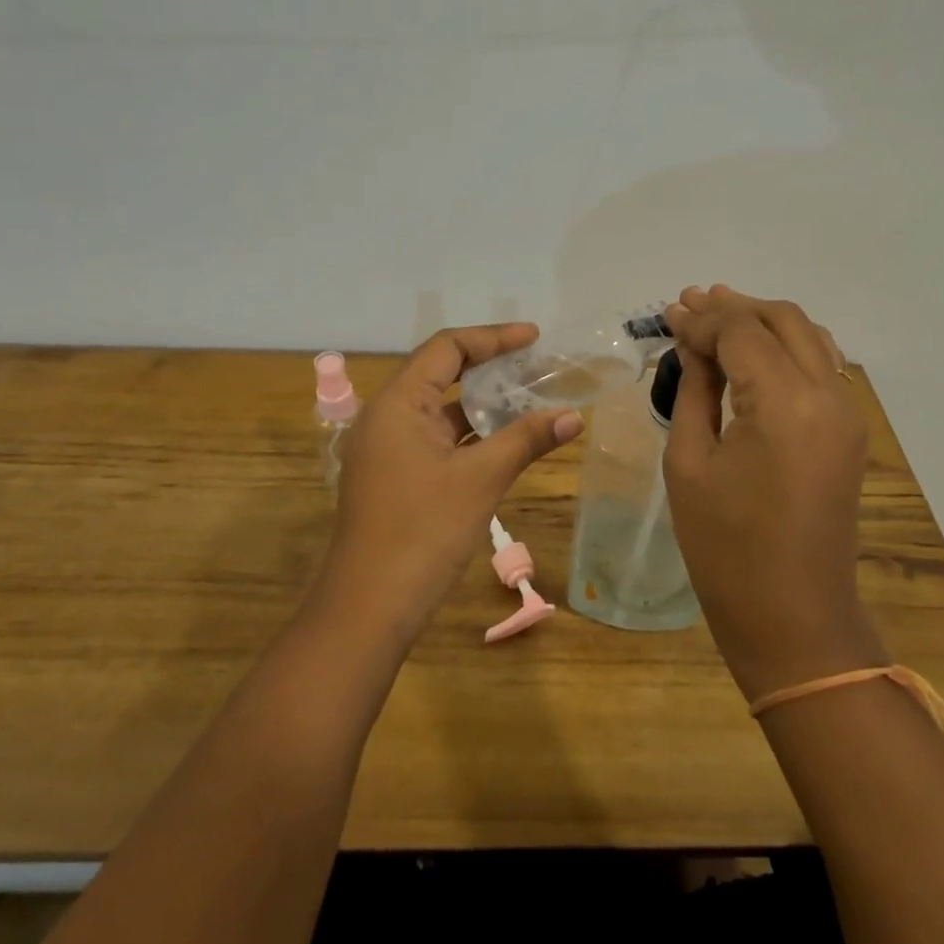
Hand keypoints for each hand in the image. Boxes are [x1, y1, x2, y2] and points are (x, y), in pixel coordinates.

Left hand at [319, 324, 583, 642]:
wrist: (369, 606)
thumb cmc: (423, 532)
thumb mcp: (481, 479)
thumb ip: (526, 440)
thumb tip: (574, 416)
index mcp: (398, 403)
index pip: (446, 348)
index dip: (493, 337)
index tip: (534, 337)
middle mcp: (385, 416)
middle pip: (439, 373)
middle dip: (488, 367)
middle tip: (534, 365)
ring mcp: (385, 448)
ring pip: (438, 409)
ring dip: (479, 404)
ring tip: (527, 398)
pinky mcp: (392, 476)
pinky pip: (433, 438)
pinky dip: (467, 434)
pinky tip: (501, 441)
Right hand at [662, 286, 886, 700]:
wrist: (793, 616)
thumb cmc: (725, 546)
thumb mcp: (690, 462)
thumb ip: (695, 390)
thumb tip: (691, 343)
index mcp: (784, 403)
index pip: (741, 332)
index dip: (702, 318)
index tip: (668, 313)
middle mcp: (828, 395)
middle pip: (782, 321)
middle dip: (734, 307)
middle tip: (689, 304)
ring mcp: (848, 413)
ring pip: (810, 337)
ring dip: (763, 321)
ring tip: (718, 317)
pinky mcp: (851, 432)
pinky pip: (823, 366)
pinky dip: (787, 347)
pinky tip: (754, 353)